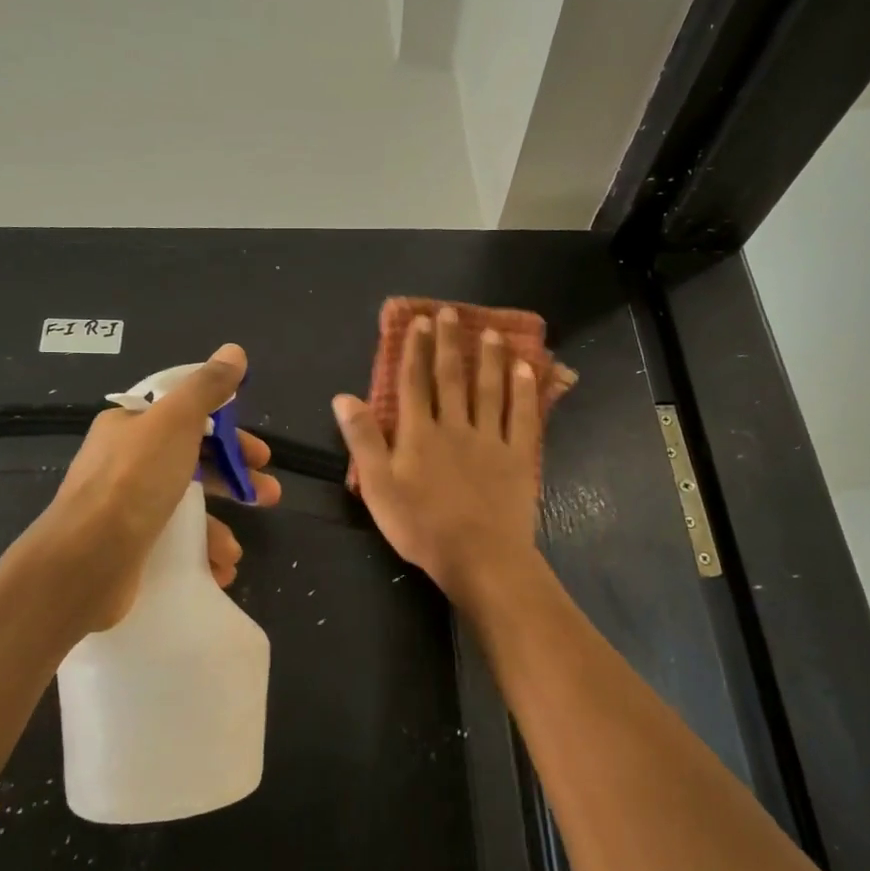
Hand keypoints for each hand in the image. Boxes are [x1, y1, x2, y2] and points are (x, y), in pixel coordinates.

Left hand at [17, 344, 281, 630]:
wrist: (85, 561)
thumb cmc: (134, 481)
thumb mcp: (175, 421)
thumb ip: (207, 387)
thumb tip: (234, 351)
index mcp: (131, 427)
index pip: (187, 417)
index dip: (228, 431)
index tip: (258, 452)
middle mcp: (126, 463)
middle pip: (194, 462)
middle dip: (235, 479)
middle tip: (268, 495)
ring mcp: (127, 508)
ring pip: (187, 507)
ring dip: (220, 525)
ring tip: (236, 550)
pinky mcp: (130, 548)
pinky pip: (176, 543)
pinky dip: (201, 553)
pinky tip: (218, 568)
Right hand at [331, 308, 540, 601]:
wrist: (479, 558)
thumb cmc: (422, 527)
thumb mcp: (378, 487)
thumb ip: (363, 440)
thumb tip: (343, 396)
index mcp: (419, 434)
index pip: (414, 383)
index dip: (415, 350)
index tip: (418, 322)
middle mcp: (455, 426)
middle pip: (451, 377)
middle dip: (449, 343)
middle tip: (450, 313)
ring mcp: (490, 440)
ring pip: (489, 390)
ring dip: (488, 359)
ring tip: (490, 332)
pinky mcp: (518, 457)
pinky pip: (522, 417)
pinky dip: (524, 391)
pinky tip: (525, 370)